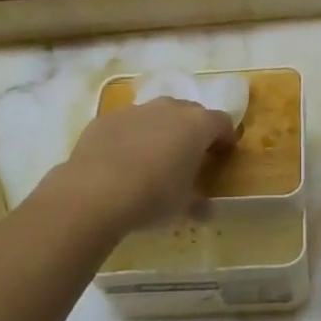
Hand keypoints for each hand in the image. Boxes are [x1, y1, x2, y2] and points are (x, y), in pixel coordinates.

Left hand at [60, 98, 236, 231]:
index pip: (222, 122)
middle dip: (193, 131)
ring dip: (160, 130)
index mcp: (197, 125)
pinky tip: (122, 161)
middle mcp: (169, 108)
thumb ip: (199, 204)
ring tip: (153, 158)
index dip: (224, 138)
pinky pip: (127, 124)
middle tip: (188, 156)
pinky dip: (131, 137)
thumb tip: (207, 211)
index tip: (222, 155)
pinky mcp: (106, 119)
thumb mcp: (182, 206)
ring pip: (157, 115)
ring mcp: (135, 110)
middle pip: (190, 112)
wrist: (95, 192)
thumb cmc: (153, 196)